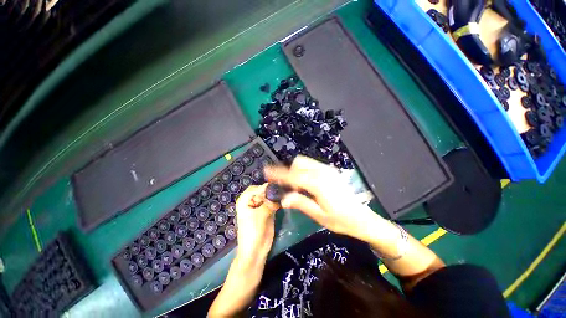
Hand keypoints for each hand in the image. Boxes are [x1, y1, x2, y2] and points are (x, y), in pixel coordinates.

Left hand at [234, 184, 279, 264]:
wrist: (255, 251)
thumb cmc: (253, 232)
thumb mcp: (260, 215)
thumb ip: (268, 202)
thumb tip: (277, 190)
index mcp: (244, 200)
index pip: (255, 188)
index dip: (265, 188)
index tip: (276, 188)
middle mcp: (251, 201)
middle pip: (262, 191)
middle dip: (271, 191)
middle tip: (282, 191)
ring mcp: (260, 206)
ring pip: (268, 196)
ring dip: (275, 196)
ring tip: (284, 195)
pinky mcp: (267, 211)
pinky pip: (273, 203)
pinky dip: (277, 202)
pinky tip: (283, 201)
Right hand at [265, 155, 378, 241]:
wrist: (362, 218)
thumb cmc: (340, 220)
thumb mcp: (318, 215)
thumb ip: (300, 203)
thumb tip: (283, 198)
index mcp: (318, 183)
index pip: (293, 175)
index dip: (278, 173)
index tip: (266, 171)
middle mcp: (322, 171)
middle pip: (298, 163)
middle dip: (289, 172)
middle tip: (287, 188)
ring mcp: (327, 169)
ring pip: (304, 163)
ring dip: (296, 171)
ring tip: (297, 187)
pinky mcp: (330, 171)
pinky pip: (311, 165)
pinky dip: (303, 171)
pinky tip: (306, 184)